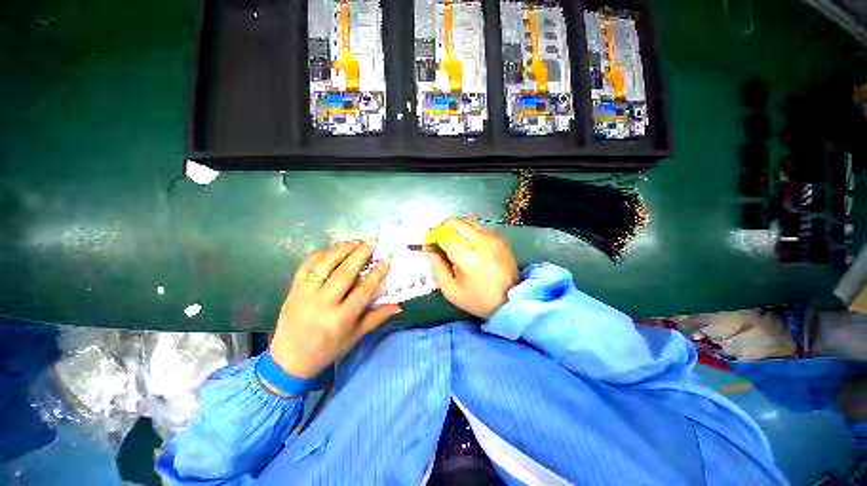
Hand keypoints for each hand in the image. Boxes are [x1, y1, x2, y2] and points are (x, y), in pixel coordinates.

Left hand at [269, 240, 400, 378]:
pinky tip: (334, 249)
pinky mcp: (293, 288)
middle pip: (344, 273)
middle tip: (372, 242)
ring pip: (324, 265)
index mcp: (340, 319)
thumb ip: (376, 317)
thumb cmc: (327, 350)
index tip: (386, 260)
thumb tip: (399, 306)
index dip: (376, 274)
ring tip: (356, 242)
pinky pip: (307, 265)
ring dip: (341, 249)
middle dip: (360, 254)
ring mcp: (304, 294)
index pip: (363, 291)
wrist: (288, 360)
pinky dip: (321, 253)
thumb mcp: (354, 336)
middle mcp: (322, 304)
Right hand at [426, 217, 518, 318]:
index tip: (428, 246)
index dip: (432, 238)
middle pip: (454, 221)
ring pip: (466, 220)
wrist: (512, 300)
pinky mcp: (499, 237)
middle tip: (438, 242)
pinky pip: (478, 226)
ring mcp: (492, 236)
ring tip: (451, 241)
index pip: (443, 234)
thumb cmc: (479, 299)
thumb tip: (430, 249)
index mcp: (467, 256)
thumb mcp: (451, 290)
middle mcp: (480, 240)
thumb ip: (437, 267)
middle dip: (441, 228)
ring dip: (454, 227)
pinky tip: (466, 244)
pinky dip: (467, 231)